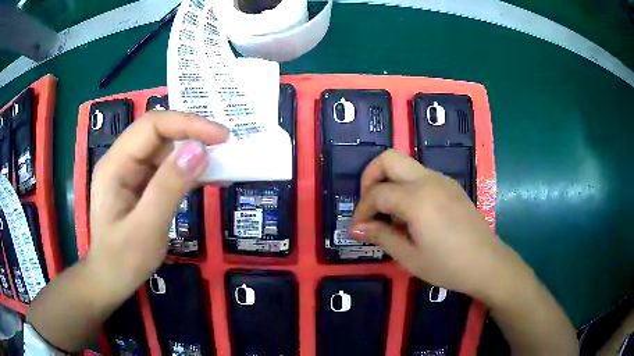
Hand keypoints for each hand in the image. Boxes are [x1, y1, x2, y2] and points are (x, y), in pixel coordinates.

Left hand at [86, 111, 227, 298]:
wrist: (111, 280)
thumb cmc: (123, 260)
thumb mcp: (146, 228)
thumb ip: (169, 188)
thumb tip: (200, 150)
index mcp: (115, 164)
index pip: (152, 126)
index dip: (187, 124)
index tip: (221, 137)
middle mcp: (122, 160)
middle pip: (159, 132)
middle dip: (193, 134)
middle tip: (226, 147)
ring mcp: (131, 171)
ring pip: (165, 148)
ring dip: (194, 152)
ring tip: (222, 163)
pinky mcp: (141, 184)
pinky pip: (167, 167)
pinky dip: (189, 170)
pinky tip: (208, 177)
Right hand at [351, 149, 502, 298]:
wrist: (487, 264)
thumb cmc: (447, 265)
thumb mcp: (409, 257)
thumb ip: (381, 236)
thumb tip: (357, 228)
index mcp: (417, 198)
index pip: (377, 193)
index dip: (362, 210)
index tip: (357, 230)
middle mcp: (428, 180)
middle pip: (389, 159)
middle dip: (370, 177)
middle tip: (369, 205)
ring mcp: (442, 180)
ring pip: (405, 165)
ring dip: (390, 183)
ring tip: (391, 216)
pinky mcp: (451, 186)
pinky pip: (421, 175)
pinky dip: (406, 187)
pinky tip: (412, 215)